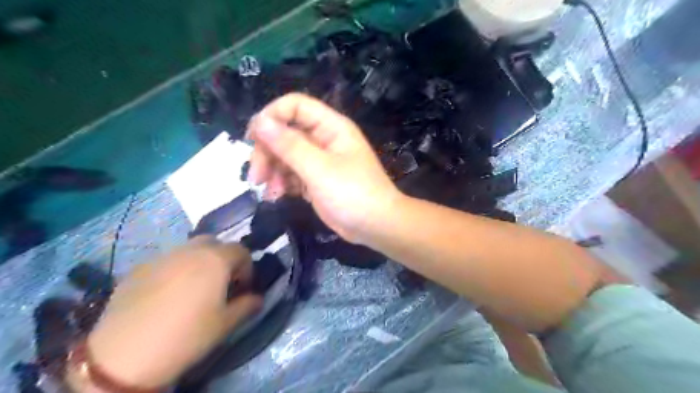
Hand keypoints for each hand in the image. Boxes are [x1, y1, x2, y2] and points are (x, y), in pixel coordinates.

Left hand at [81, 238, 259, 388]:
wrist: (124, 356)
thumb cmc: (187, 336)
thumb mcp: (226, 324)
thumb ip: (248, 305)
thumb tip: (258, 298)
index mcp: (215, 260)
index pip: (241, 250)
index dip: (247, 268)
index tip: (242, 288)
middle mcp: (190, 251)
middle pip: (214, 243)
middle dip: (223, 258)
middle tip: (221, 283)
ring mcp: (162, 258)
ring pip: (188, 249)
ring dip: (199, 262)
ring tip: (194, 288)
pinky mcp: (138, 269)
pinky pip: (166, 262)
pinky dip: (175, 270)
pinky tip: (167, 296)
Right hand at [247, 93, 402, 241]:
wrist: (376, 226)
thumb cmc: (353, 194)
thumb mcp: (319, 169)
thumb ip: (289, 145)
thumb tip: (260, 121)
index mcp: (331, 127)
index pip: (295, 106)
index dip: (272, 116)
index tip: (253, 138)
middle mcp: (324, 139)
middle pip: (286, 133)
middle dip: (267, 152)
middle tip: (256, 176)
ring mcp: (319, 161)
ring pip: (285, 155)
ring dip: (272, 170)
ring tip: (269, 191)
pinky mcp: (315, 180)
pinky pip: (292, 174)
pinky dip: (282, 183)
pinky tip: (277, 196)